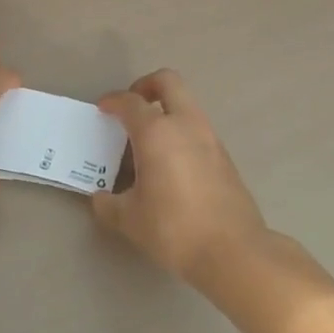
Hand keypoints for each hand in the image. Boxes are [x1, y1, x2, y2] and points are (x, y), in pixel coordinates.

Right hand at [90, 69, 268, 286]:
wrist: (233, 251)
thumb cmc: (173, 228)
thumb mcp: (130, 220)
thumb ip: (109, 204)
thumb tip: (101, 198)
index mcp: (156, 132)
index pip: (130, 102)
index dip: (113, 101)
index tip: (103, 109)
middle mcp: (185, 124)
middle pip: (168, 81)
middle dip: (146, 85)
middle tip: (132, 106)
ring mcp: (210, 137)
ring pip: (187, 104)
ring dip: (166, 110)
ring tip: (149, 139)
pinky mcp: (224, 155)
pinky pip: (197, 128)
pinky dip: (181, 131)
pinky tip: (171, 162)